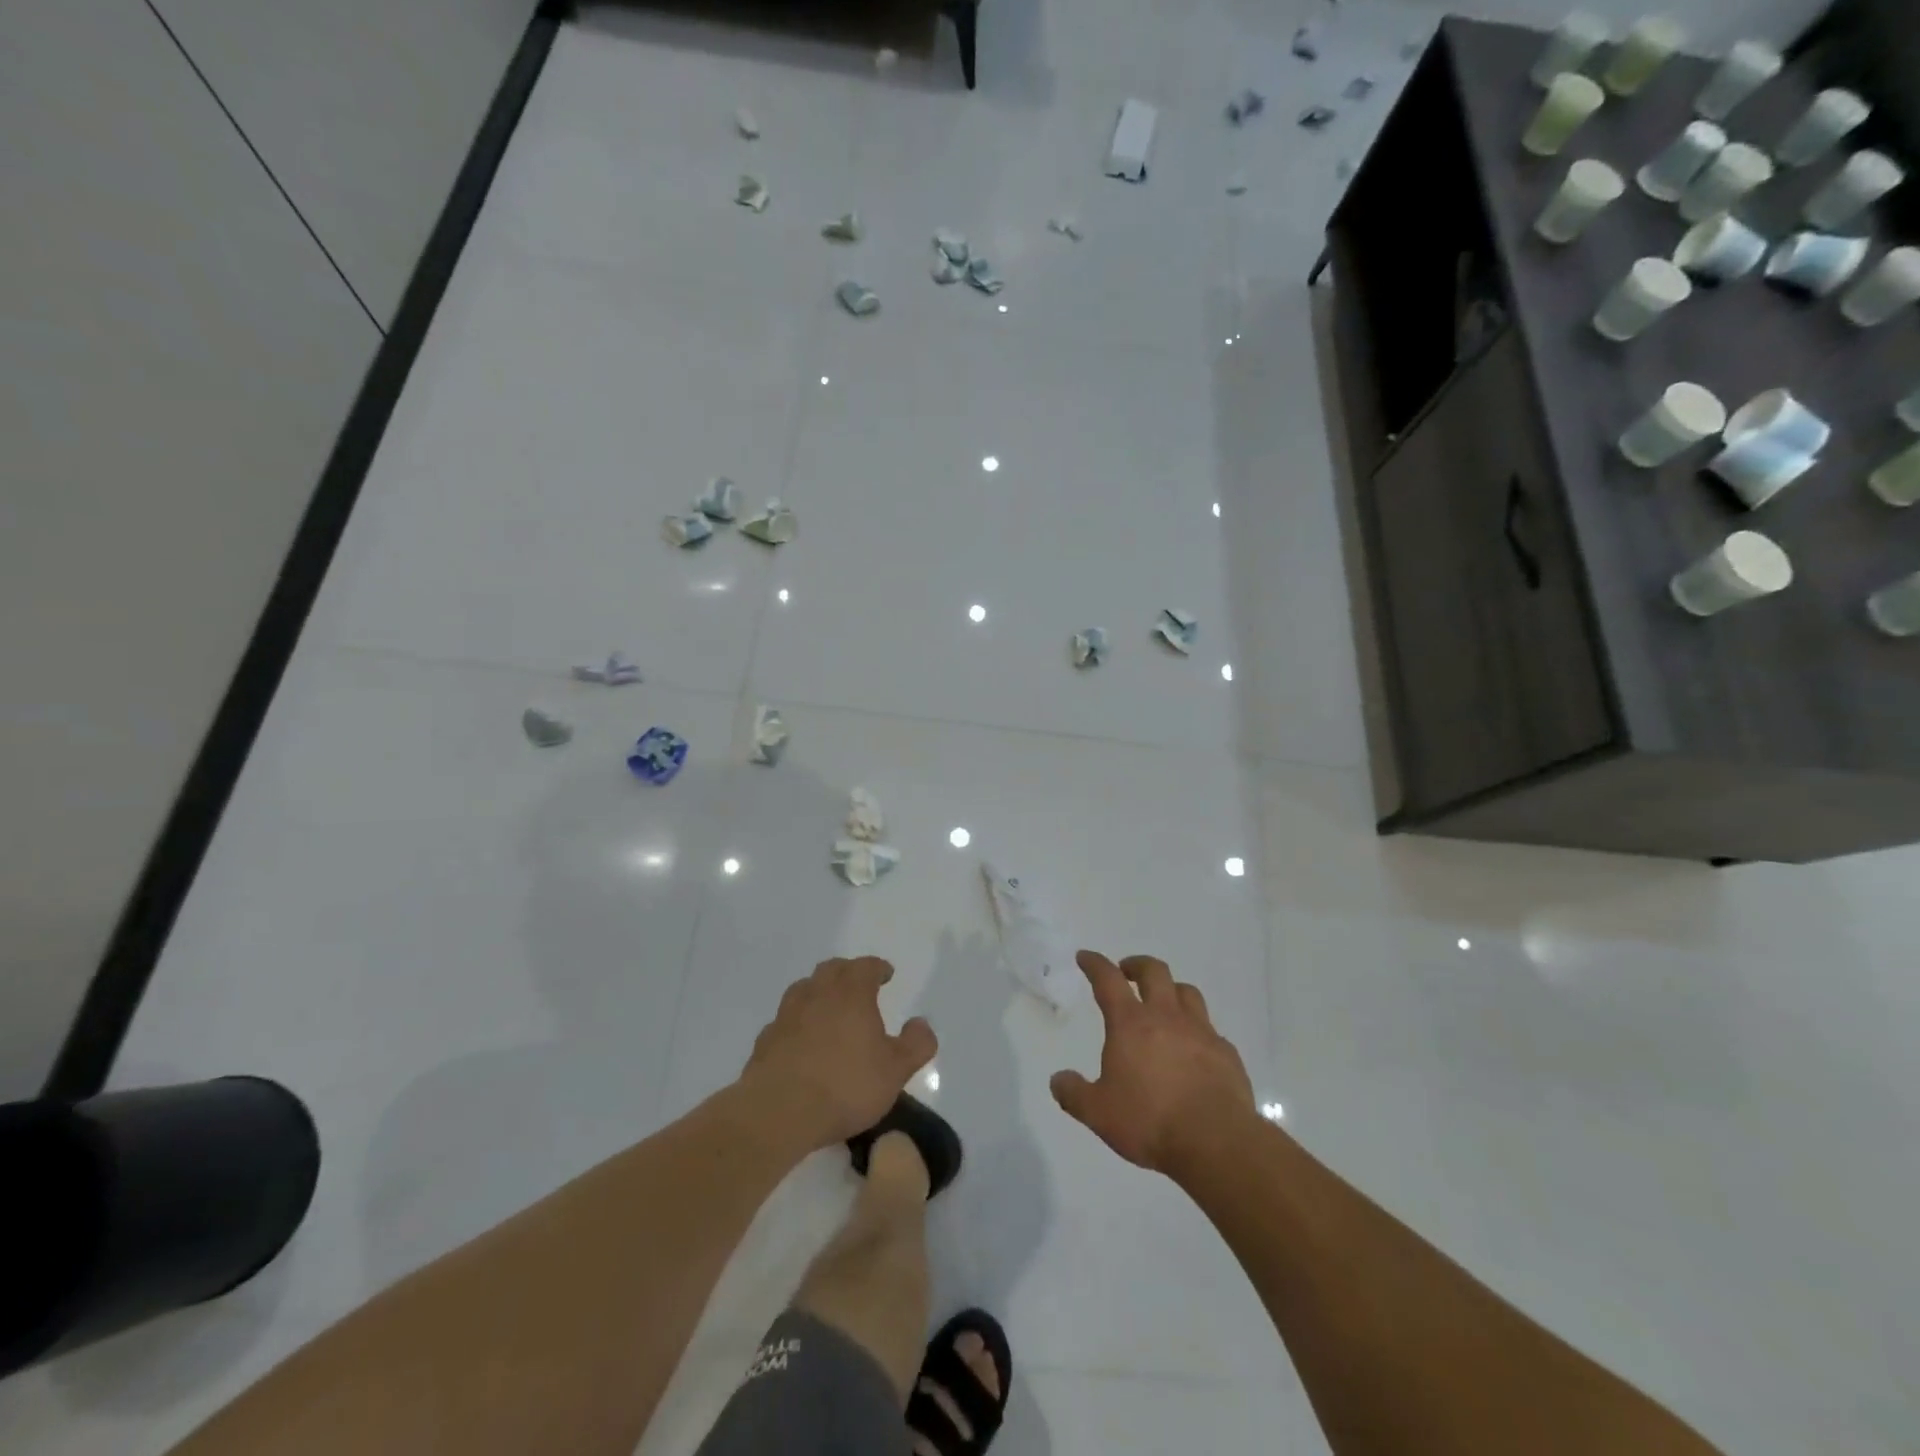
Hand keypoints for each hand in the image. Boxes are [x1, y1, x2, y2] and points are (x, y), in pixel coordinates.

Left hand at [741, 957, 936, 1148]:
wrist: (779, 1111)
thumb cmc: (846, 1085)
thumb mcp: (895, 1070)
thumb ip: (916, 1044)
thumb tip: (921, 1024)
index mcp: (851, 993)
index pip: (866, 967)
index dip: (878, 968)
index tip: (886, 974)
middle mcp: (817, 994)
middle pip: (832, 969)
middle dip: (847, 973)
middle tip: (859, 986)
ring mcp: (787, 1015)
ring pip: (804, 989)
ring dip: (818, 992)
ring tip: (829, 1009)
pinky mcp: (765, 1040)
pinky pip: (785, 1021)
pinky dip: (797, 1022)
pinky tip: (802, 1041)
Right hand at [1050, 951, 1256, 1176]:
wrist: (1216, 1142)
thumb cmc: (1150, 1121)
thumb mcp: (1098, 1113)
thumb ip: (1074, 1094)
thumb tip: (1058, 1080)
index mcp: (1131, 1024)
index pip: (1108, 980)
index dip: (1095, 964)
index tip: (1085, 957)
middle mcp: (1167, 1017)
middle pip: (1154, 972)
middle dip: (1137, 965)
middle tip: (1126, 971)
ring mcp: (1201, 1032)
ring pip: (1187, 992)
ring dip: (1171, 989)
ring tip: (1163, 1001)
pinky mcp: (1226, 1053)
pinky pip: (1210, 1029)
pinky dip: (1197, 1029)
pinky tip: (1194, 1048)